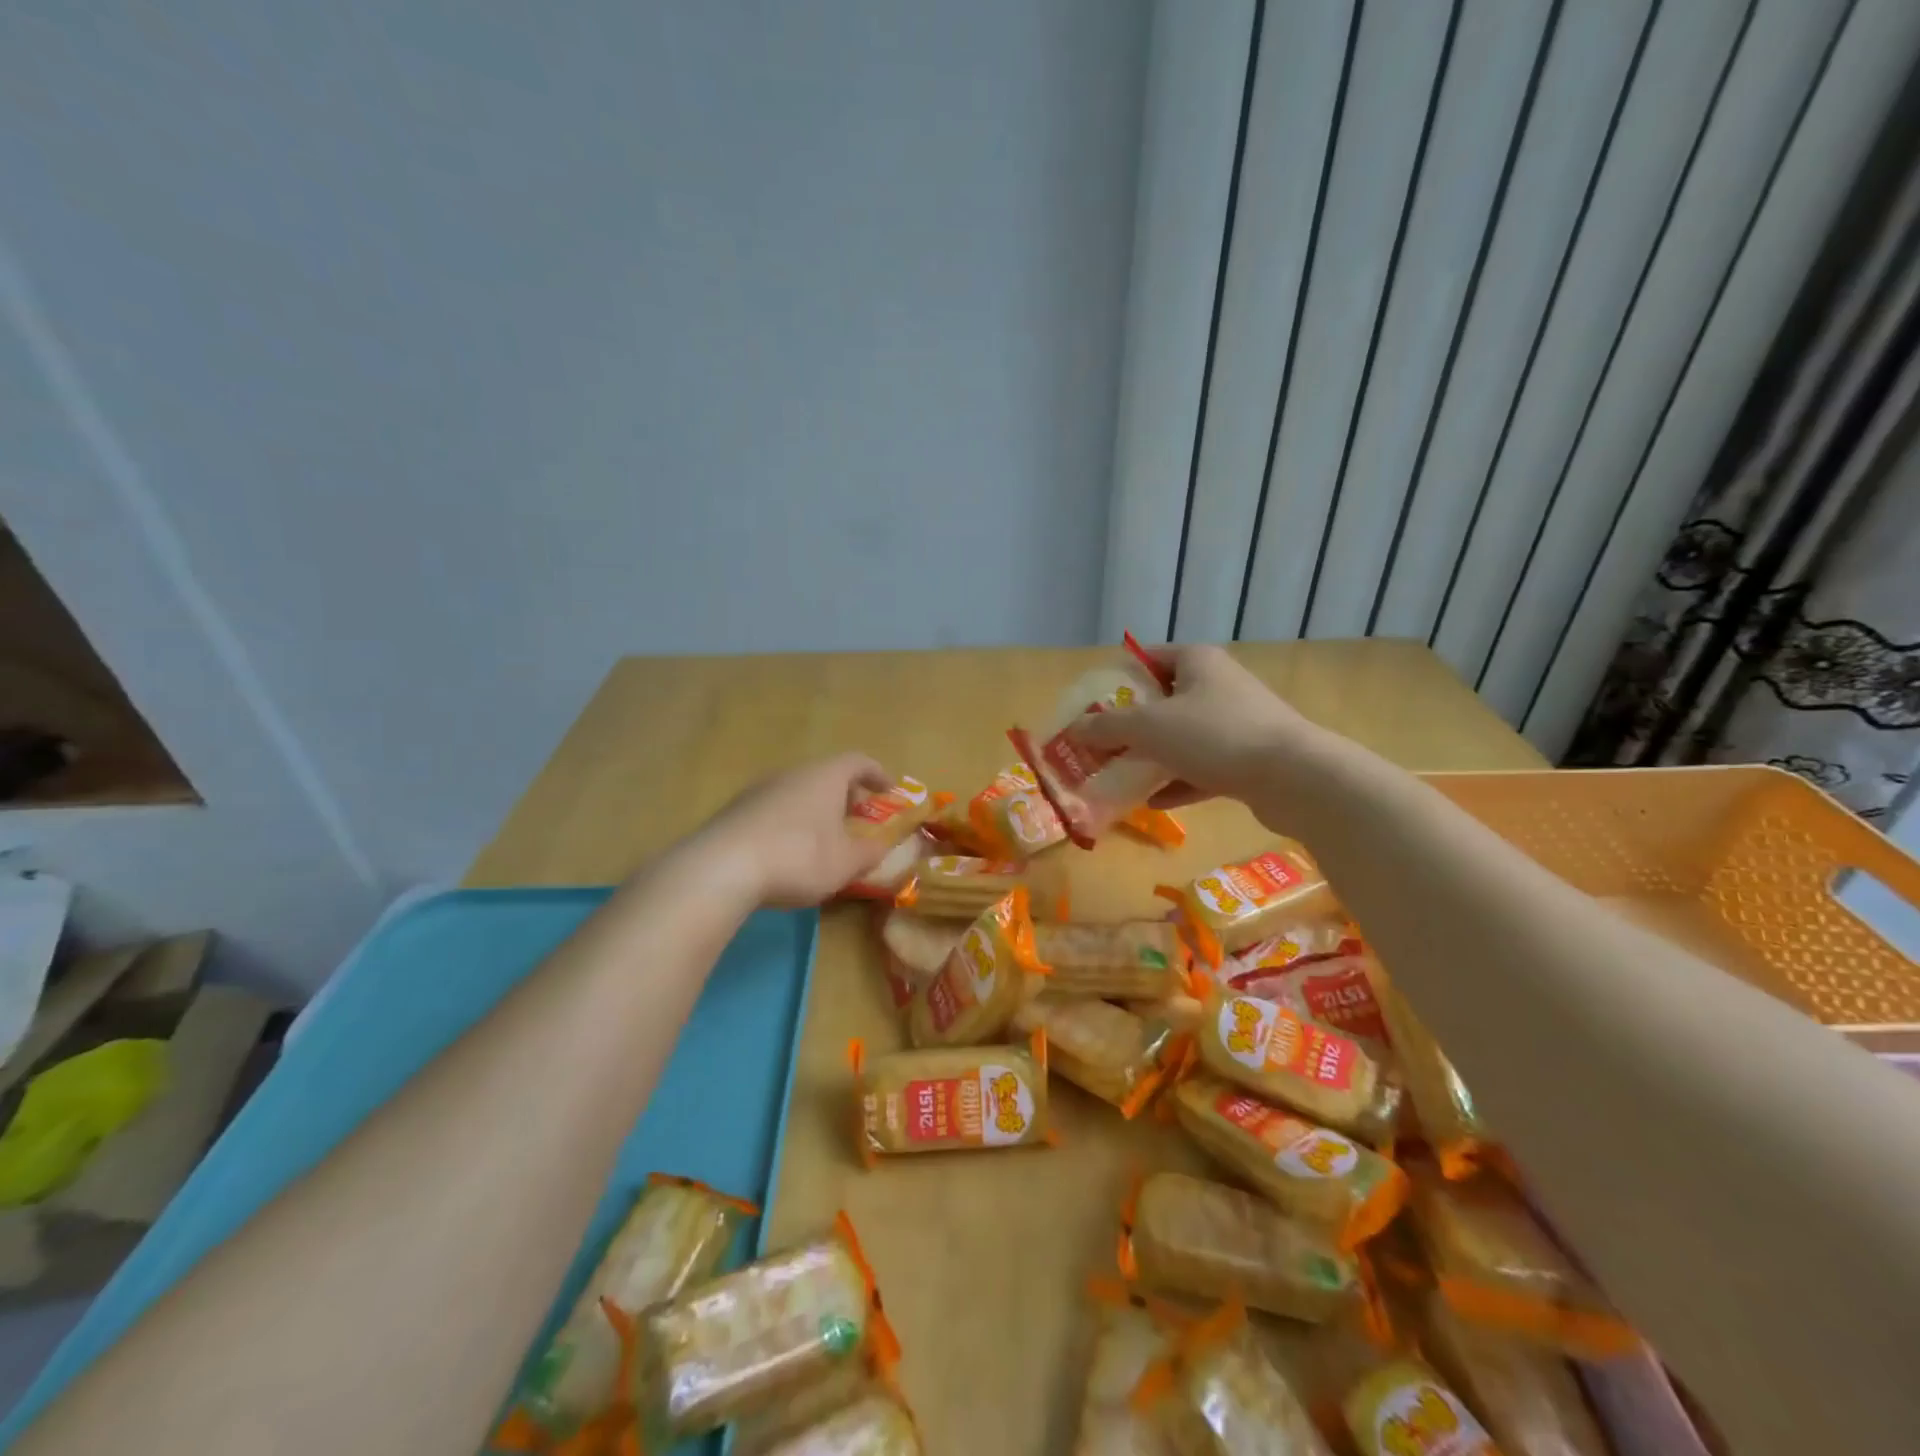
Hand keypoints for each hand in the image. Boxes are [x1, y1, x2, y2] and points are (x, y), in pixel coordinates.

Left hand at [684, 753, 896, 907]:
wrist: (721, 868)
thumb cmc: (798, 857)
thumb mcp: (846, 862)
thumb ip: (870, 852)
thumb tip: (882, 845)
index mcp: (825, 776)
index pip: (858, 761)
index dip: (877, 774)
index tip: (889, 791)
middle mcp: (792, 774)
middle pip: (825, 775)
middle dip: (845, 795)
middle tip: (856, 818)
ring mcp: (759, 790)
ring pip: (797, 792)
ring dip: (815, 810)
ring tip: (822, 839)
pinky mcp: (735, 811)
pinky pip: (773, 810)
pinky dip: (789, 823)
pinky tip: (787, 852)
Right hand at [1075, 644, 1316, 807]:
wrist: (1295, 778)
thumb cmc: (1216, 736)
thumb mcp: (1149, 727)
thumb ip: (1107, 727)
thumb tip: (1074, 728)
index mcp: (1197, 662)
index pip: (1148, 658)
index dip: (1117, 679)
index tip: (1090, 706)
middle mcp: (1218, 686)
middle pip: (1163, 700)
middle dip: (1130, 724)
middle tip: (1099, 745)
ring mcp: (1237, 724)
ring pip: (1182, 737)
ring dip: (1151, 756)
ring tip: (1118, 776)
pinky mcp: (1248, 759)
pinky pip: (1202, 768)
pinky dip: (1177, 782)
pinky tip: (1151, 803)